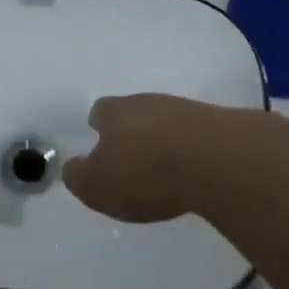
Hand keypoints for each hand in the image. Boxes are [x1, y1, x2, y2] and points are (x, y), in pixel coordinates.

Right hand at [62, 94, 234, 222]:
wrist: (215, 160)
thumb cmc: (144, 173)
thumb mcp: (96, 186)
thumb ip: (79, 176)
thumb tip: (73, 167)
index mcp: (114, 112)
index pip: (100, 112)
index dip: (99, 129)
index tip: (102, 147)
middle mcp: (146, 102)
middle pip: (134, 112)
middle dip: (132, 133)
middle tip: (133, 161)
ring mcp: (183, 109)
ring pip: (165, 121)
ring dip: (163, 140)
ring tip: (166, 170)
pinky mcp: (215, 123)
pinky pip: (194, 134)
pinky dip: (190, 149)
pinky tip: (193, 171)